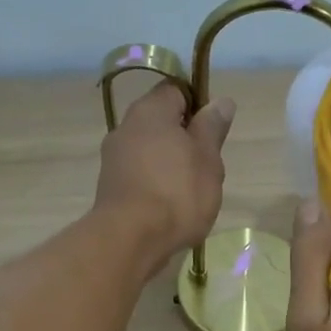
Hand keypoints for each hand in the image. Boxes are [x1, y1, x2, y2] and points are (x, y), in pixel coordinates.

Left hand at [95, 82, 233, 276]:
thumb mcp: (208, 159)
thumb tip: (221, 101)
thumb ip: (212, 128)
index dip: (197, 105)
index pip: (176, 90)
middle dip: (184, 139)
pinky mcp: (110, 187)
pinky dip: (155, 184)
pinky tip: (169, 207)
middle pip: (161, 122)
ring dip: (169, 163)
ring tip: (190, 191)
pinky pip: (139, 175)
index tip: (212, 130)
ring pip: (150, 150)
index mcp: (151, 111)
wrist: (130, 240)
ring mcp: (113, 158)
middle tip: (206, 165)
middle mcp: (126, 127)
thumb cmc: (177, 193)